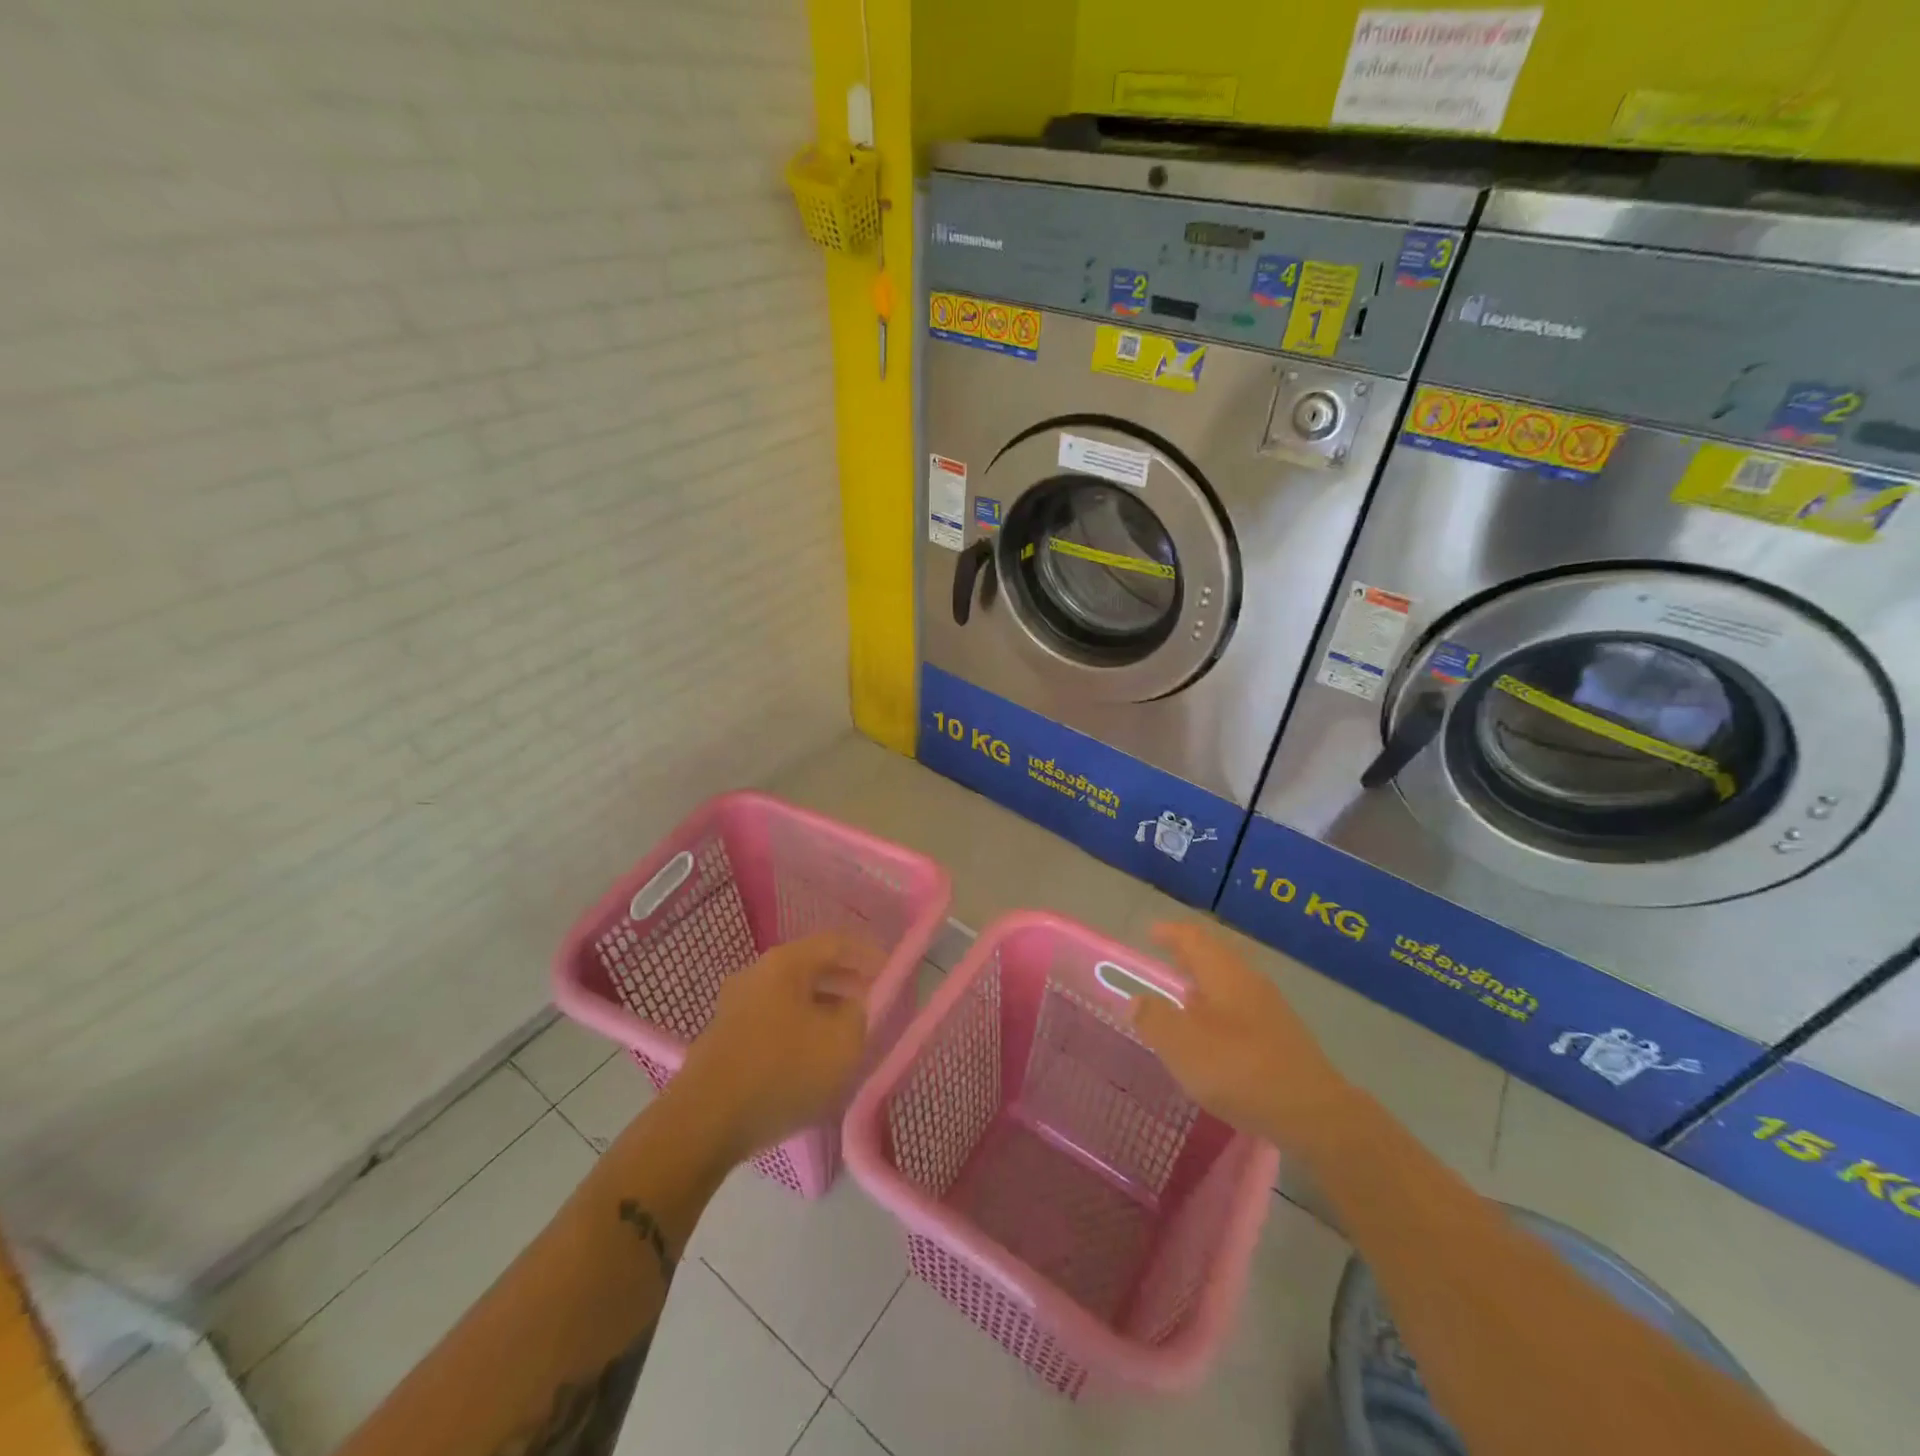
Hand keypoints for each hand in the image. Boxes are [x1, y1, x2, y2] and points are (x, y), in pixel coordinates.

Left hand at [670, 931, 883, 1164]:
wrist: (703, 1124)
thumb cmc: (781, 1072)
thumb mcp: (842, 1043)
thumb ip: (860, 1014)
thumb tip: (855, 1004)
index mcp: (786, 962)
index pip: (837, 942)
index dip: (870, 955)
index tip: (893, 975)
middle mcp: (757, 972)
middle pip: (812, 966)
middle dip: (847, 983)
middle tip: (874, 1004)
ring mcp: (735, 1004)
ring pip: (793, 995)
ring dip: (823, 1008)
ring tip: (848, 1034)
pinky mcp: (725, 1036)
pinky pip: (774, 1019)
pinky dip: (800, 1027)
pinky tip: (811, 1057)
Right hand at [1128, 921, 1352, 1144]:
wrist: (1313, 1114)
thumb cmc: (1239, 1069)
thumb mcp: (1182, 1045)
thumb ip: (1154, 1019)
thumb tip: (1136, 1001)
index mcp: (1223, 973)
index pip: (1193, 938)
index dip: (1170, 933)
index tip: (1151, 933)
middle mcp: (1249, 981)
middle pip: (1214, 958)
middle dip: (1188, 958)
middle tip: (1164, 961)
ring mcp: (1271, 1010)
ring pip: (1229, 986)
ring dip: (1205, 988)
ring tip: (1183, 1001)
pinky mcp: (1283, 1039)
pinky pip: (1242, 1012)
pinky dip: (1220, 1013)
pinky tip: (1213, 1039)